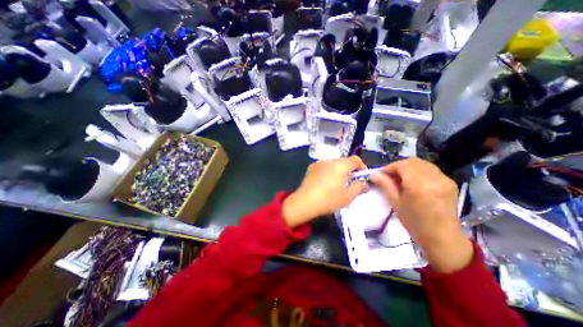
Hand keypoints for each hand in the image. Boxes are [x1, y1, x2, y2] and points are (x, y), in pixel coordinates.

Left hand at [284, 156, 367, 227]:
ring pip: (333, 163)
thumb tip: (364, 183)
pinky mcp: (311, 167)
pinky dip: (329, 171)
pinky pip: (324, 166)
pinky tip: (326, 182)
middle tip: (350, 181)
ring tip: (337, 182)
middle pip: (344, 161)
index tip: (362, 176)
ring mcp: (318, 163)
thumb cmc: (328, 200)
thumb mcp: (347, 197)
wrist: (304, 202)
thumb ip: (359, 188)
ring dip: (339, 170)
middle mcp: (329, 161)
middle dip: (350, 169)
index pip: (355, 159)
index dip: (362, 166)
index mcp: (339, 166)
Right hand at [373, 158, 472, 273]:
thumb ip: (385, 185)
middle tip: (391, 177)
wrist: (443, 239)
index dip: (390, 167)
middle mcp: (434, 178)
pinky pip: (431, 170)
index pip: (402, 165)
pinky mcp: (450, 183)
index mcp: (419, 184)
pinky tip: (415, 182)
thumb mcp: (395, 203)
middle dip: (399, 166)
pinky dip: (419, 171)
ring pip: (422, 164)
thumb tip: (374, 174)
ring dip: (409, 168)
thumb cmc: (415, 223)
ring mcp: (444, 179)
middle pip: (412, 161)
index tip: (382, 175)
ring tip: (402, 179)